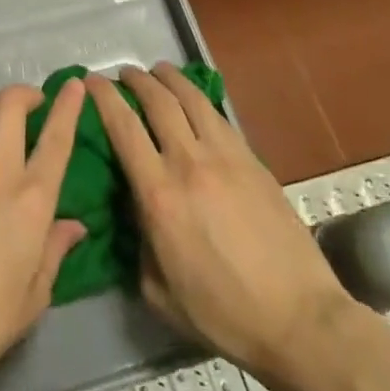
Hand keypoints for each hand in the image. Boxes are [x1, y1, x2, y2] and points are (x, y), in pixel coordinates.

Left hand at [0, 81, 87, 390]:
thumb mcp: (35, 295)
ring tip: (6, 126)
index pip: (55, 138)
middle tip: (36, 105)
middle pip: (8, 104)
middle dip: (26, 93)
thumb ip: (54, 249)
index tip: (75, 85)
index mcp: (29, 201)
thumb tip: (72, 225)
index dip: (68, 105)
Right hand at [86, 63, 361, 379]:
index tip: (91, 82)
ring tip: (159, 71)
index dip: (104, 98)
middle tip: (124, 73)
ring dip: (171, 79)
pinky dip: (201, 101)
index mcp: (158, 195)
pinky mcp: (254, 162)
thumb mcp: (158, 290)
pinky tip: (196, 101)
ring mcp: (227, 158)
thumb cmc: (222, 314)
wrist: (298, 319)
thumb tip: (137, 210)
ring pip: (193, 100)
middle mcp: (189, 163)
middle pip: (159, 102)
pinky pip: (221, 118)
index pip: (123, 128)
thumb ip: (139, 242)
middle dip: (137, 80)